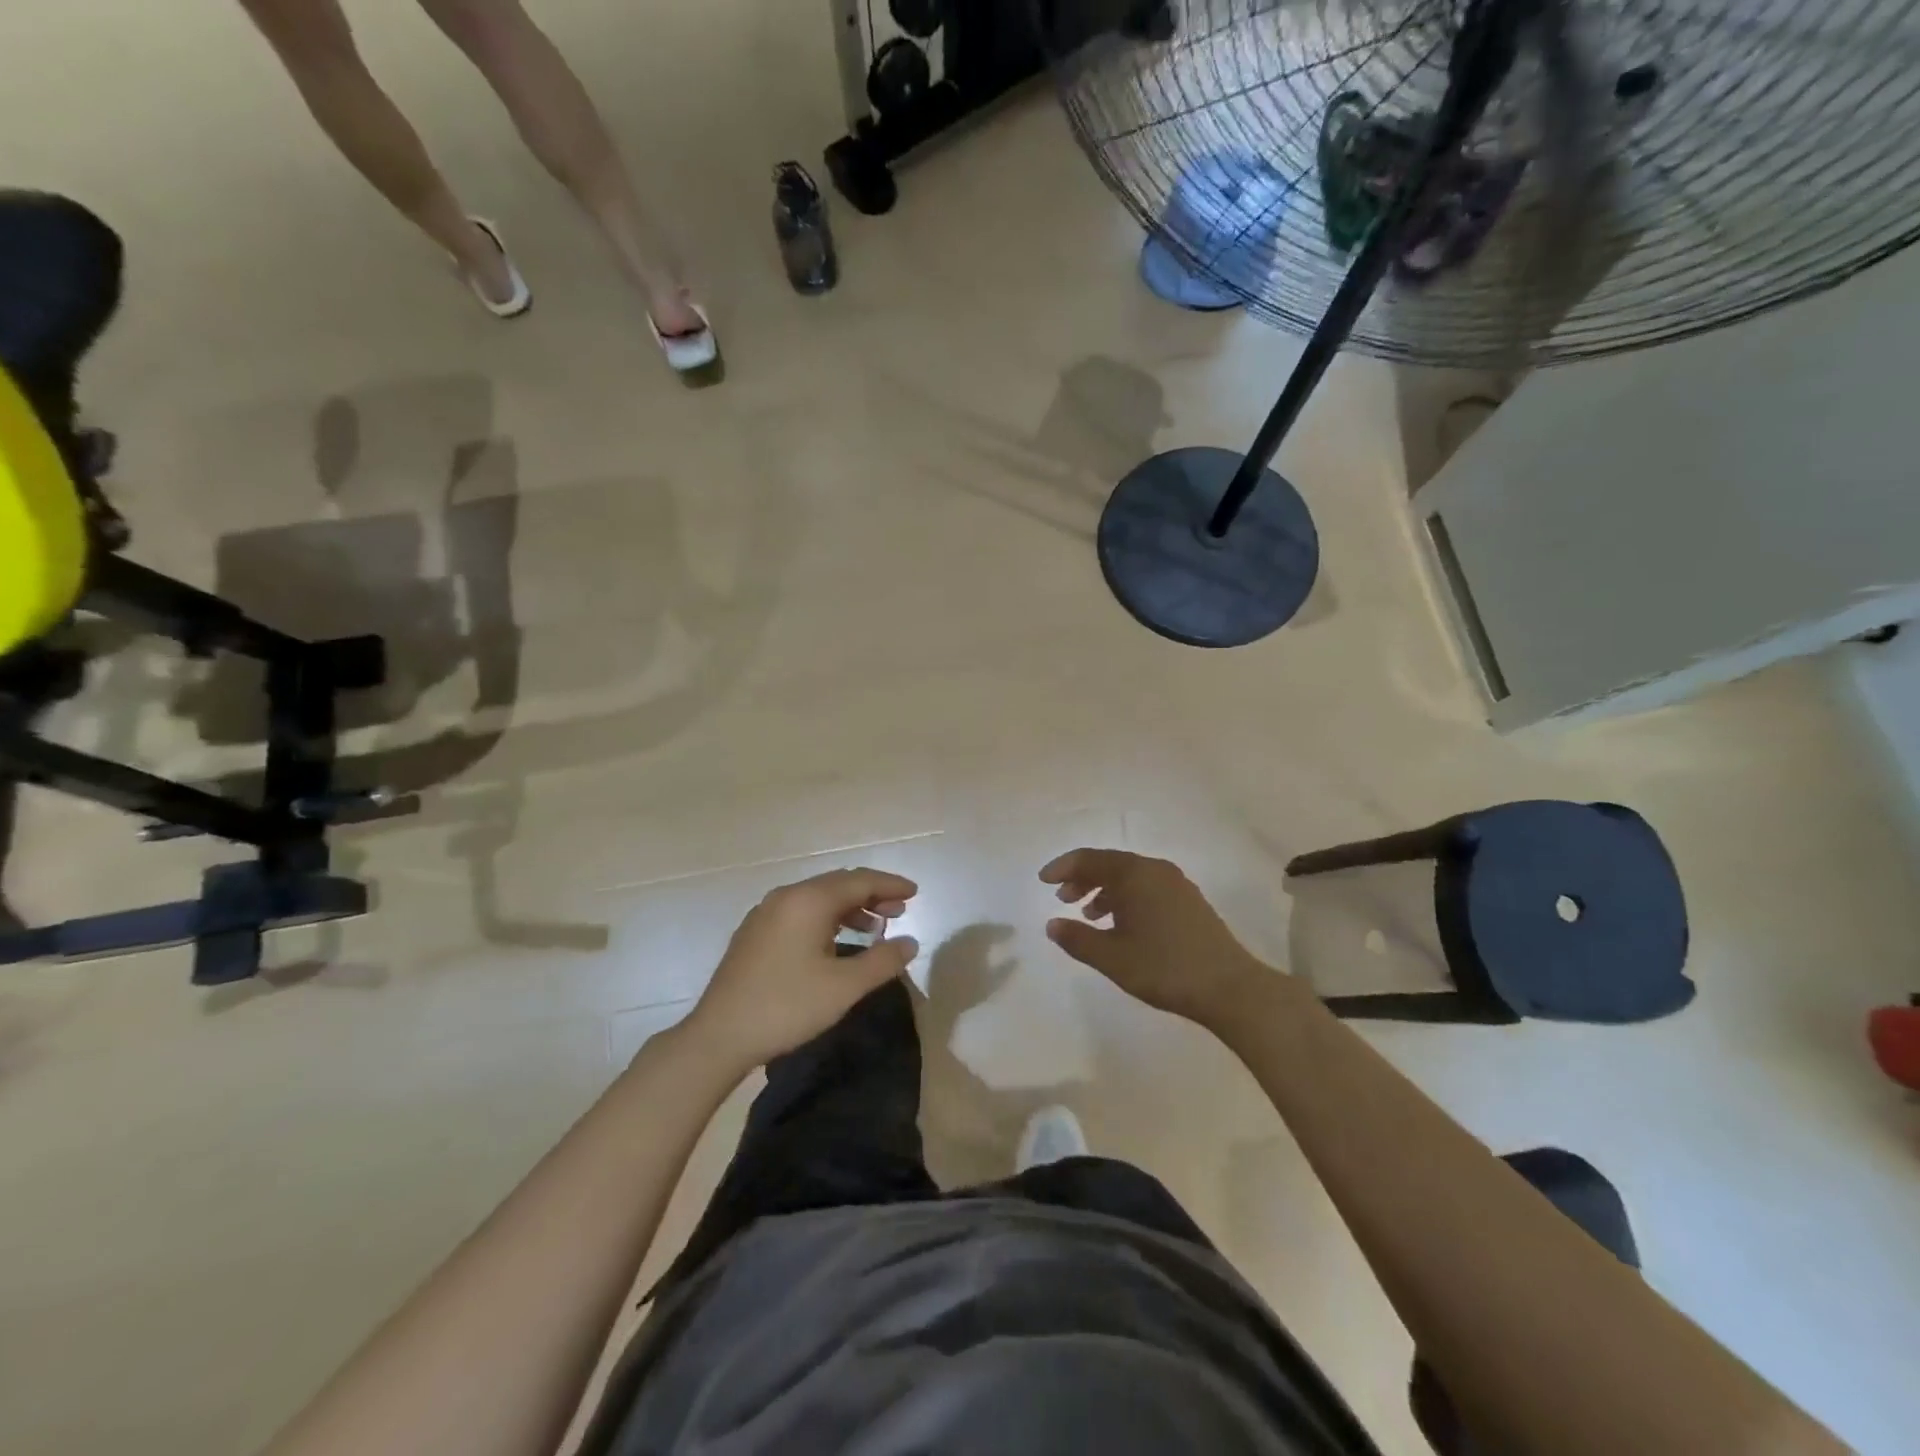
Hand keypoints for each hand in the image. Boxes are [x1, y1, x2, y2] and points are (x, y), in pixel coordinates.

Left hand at [684, 867, 919, 1070]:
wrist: (718, 1036)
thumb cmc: (786, 1007)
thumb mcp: (844, 987)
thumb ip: (882, 961)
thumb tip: (909, 942)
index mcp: (808, 901)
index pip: (859, 881)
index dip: (890, 885)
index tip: (914, 893)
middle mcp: (786, 897)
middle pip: (838, 884)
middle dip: (871, 895)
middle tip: (899, 911)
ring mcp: (766, 913)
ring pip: (818, 899)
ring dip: (850, 908)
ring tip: (875, 928)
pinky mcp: (755, 933)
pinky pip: (801, 912)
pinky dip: (827, 918)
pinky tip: (836, 942)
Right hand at [1040, 848, 1274, 1028]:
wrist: (1230, 987)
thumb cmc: (1164, 968)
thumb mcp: (1112, 958)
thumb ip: (1077, 939)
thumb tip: (1052, 924)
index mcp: (1135, 874)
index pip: (1089, 859)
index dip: (1062, 867)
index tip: (1042, 881)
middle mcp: (1155, 870)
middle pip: (1110, 863)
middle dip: (1082, 878)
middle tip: (1062, 898)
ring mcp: (1176, 884)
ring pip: (1130, 876)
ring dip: (1104, 889)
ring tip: (1088, 914)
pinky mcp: (1189, 900)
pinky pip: (1147, 887)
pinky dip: (1126, 897)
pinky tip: (1121, 924)